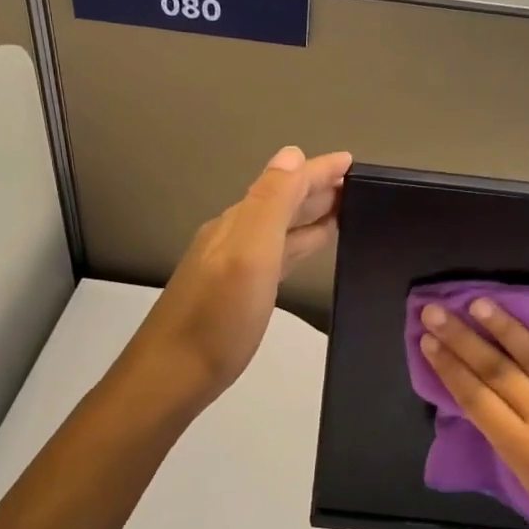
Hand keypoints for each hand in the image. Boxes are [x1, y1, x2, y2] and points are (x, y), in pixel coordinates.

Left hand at [127, 146, 351, 409]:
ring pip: (280, 228)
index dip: (319, 171)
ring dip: (309, 215)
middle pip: (282, 201)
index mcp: (239, 222)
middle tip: (357, 185)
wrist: (172, 375)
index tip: (354, 161)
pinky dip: (297, 243)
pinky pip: (276, 254)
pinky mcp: (237, 292)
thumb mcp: (248, 253)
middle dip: (317, 188)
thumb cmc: (217, 318)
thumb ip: (271, 203)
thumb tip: (293, 153)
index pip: (286, 183)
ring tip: (342, 211)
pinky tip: (306, 250)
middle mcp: (234, 236)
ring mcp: (233, 265)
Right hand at [418, 297, 528, 528]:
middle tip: (435, 311)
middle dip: (462, 339)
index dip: (449, 368)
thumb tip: (483, 403)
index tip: (427, 341)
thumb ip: (507, 442)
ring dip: (505, 328)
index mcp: (521, 447)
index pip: (476, 399)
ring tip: (479, 303)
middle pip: (496, 371)